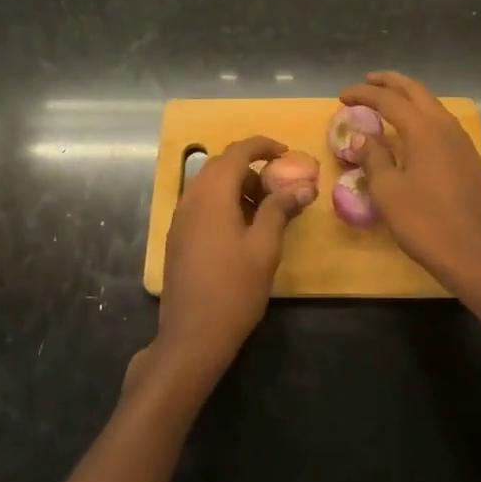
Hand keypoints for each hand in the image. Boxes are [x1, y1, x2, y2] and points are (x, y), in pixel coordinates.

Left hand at [155, 135, 310, 389]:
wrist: (192, 336)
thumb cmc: (234, 290)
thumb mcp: (265, 248)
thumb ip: (280, 209)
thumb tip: (303, 186)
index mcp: (213, 195)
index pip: (237, 152)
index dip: (263, 146)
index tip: (286, 153)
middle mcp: (191, 198)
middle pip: (221, 165)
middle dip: (251, 166)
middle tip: (278, 185)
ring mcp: (180, 218)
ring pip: (209, 184)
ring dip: (237, 185)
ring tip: (264, 209)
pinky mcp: (177, 236)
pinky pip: (201, 202)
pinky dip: (223, 201)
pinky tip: (242, 228)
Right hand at [341, 72, 480, 302]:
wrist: (474, 253)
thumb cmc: (424, 222)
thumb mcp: (388, 191)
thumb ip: (374, 158)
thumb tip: (363, 138)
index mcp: (424, 129)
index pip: (388, 99)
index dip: (363, 94)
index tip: (342, 97)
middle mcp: (445, 126)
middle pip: (416, 91)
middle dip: (389, 83)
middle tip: (367, 82)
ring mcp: (462, 141)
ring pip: (432, 105)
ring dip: (408, 97)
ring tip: (387, 101)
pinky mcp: (469, 158)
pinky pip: (441, 123)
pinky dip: (421, 115)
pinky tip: (412, 130)